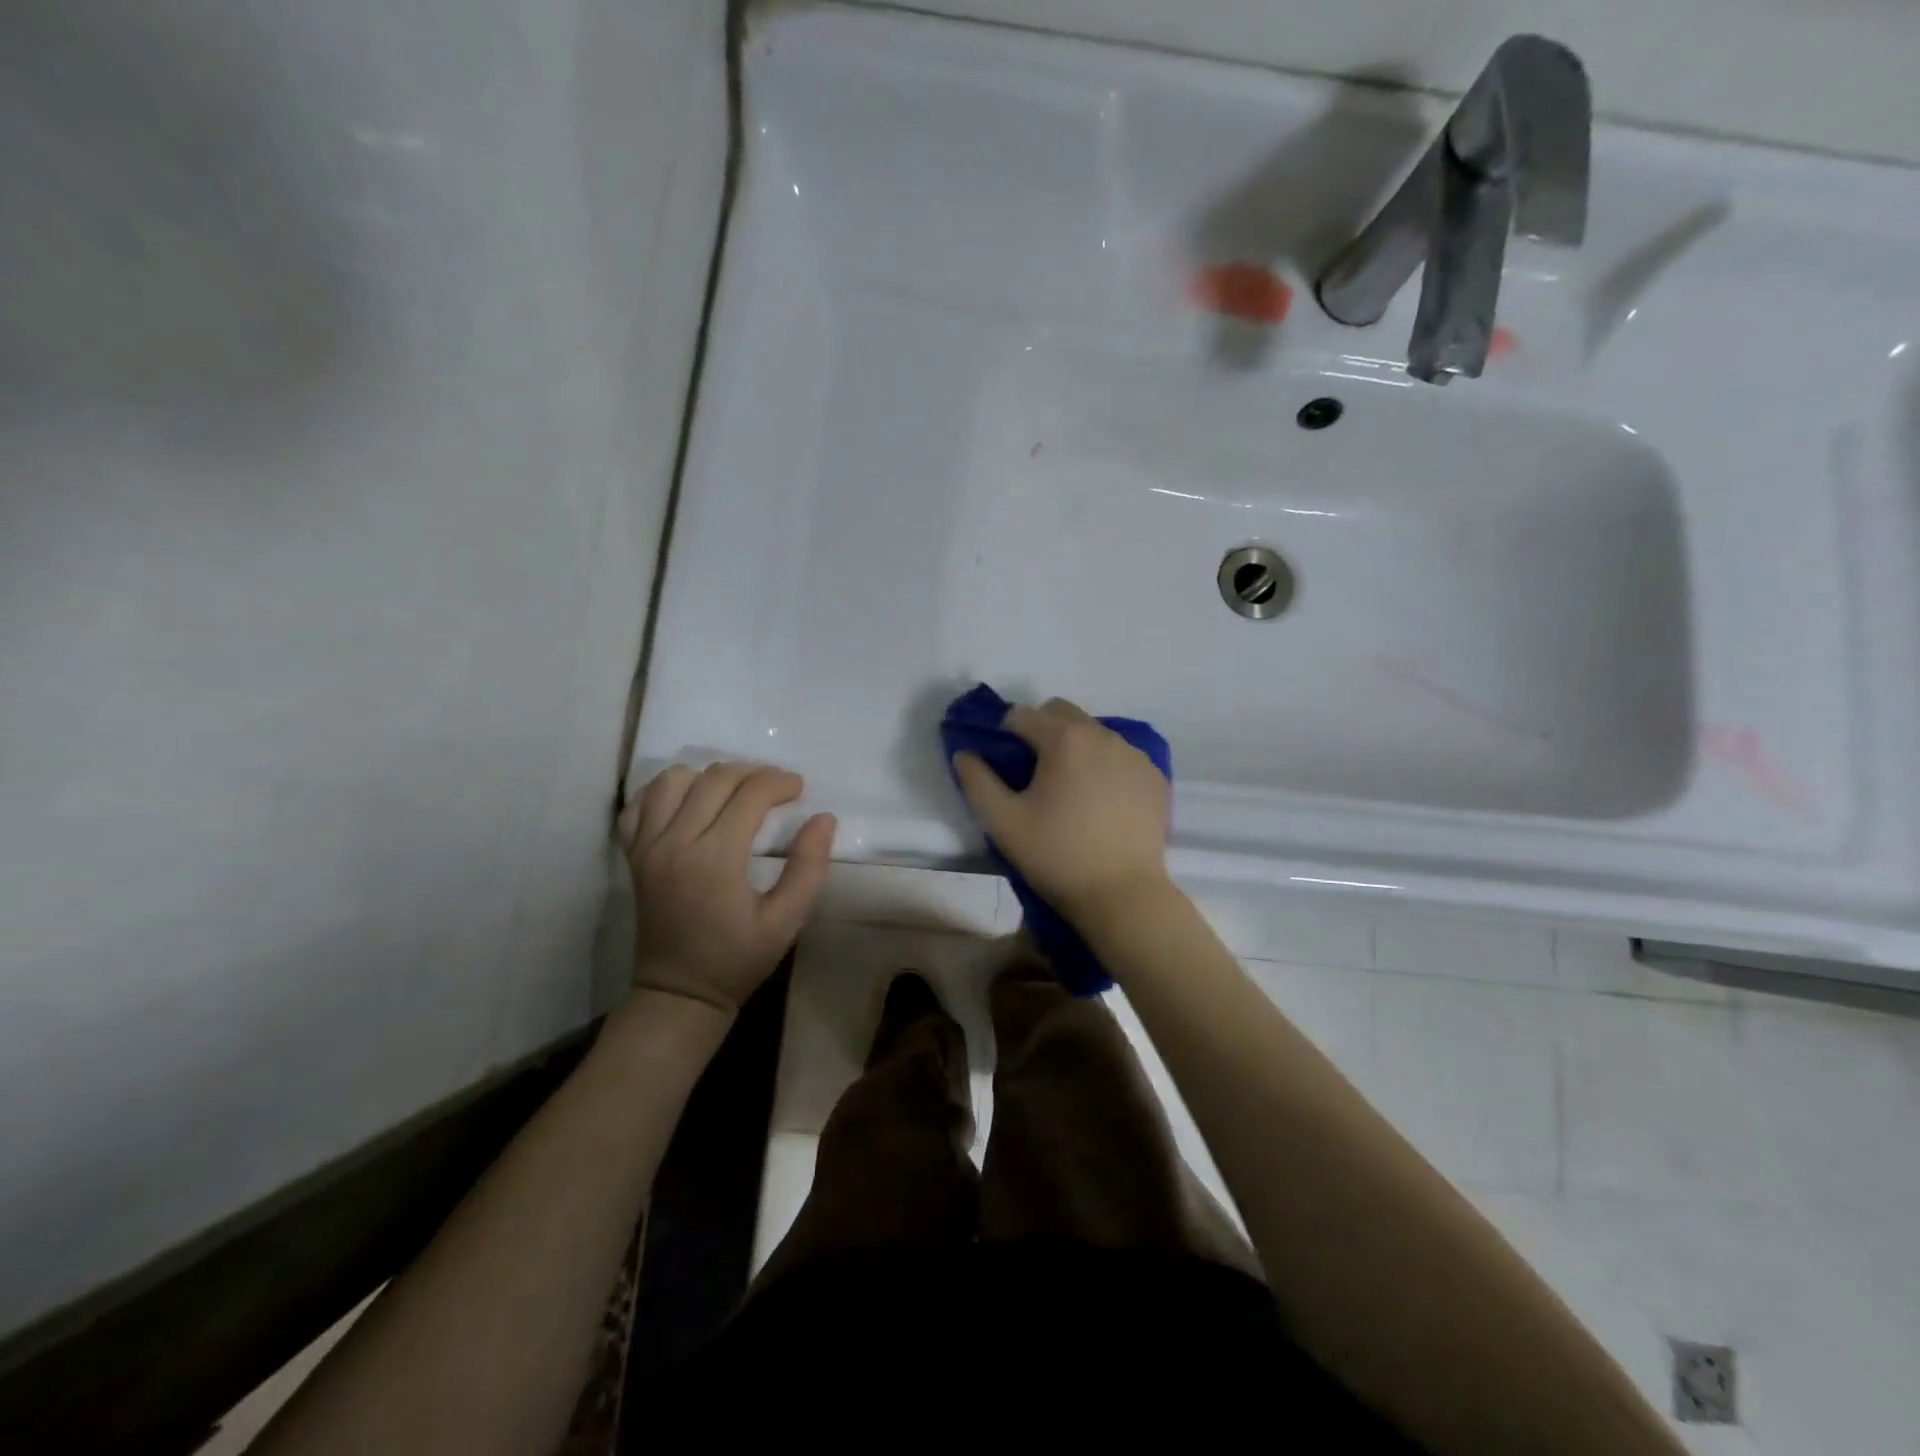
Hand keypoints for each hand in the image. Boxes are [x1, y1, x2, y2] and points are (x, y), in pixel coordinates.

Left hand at [618, 763, 834, 1016]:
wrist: (680, 994)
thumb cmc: (738, 959)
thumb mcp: (787, 921)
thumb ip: (808, 867)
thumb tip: (823, 818)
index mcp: (715, 858)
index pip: (750, 794)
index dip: (780, 782)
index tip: (799, 788)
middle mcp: (676, 842)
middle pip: (714, 778)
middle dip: (752, 772)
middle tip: (777, 786)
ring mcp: (647, 846)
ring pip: (672, 780)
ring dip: (708, 776)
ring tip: (734, 791)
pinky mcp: (633, 855)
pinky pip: (639, 804)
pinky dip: (664, 792)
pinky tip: (689, 802)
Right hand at [953, 697, 1170, 921]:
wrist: (1123, 895)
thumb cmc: (1057, 856)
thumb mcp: (1002, 822)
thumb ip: (977, 781)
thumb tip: (965, 753)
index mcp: (1064, 739)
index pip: (1023, 715)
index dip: (1005, 734)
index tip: (1003, 765)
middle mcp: (1103, 735)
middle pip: (1062, 713)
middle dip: (1042, 730)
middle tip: (1034, 773)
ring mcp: (1135, 754)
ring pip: (1094, 733)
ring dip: (1075, 747)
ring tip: (1070, 789)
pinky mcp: (1155, 777)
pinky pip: (1121, 756)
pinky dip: (1105, 766)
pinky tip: (1101, 802)